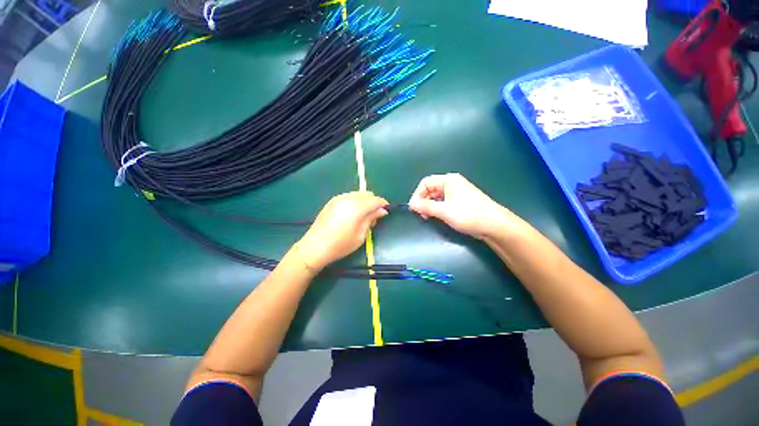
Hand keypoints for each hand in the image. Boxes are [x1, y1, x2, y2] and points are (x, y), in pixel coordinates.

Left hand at [296, 191, 388, 271]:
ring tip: (363, 216)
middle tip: (374, 217)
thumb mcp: (360, 235)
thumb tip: (382, 211)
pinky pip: (348, 196)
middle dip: (373, 202)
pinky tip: (352, 213)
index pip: (375, 200)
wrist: (315, 247)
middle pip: (367, 194)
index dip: (382, 204)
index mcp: (357, 207)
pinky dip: (355, 201)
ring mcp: (338, 198)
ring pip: (357, 194)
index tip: (386, 211)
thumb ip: (371, 219)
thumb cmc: (341, 245)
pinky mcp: (332, 201)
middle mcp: (348, 198)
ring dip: (364, 201)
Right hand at [408, 173, 522, 239]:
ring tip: (428, 217)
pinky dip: (437, 209)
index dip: (417, 194)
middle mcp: (452, 184)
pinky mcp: (459, 203)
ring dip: (429, 206)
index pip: (426, 183)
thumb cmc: (469, 214)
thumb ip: (426, 206)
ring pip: (436, 197)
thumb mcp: (445, 210)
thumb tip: (411, 205)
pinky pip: (443, 203)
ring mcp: (456, 193)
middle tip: (421, 215)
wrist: (494, 226)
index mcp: (449, 180)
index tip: (414, 208)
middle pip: (430, 189)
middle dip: (423, 201)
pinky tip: (436, 217)